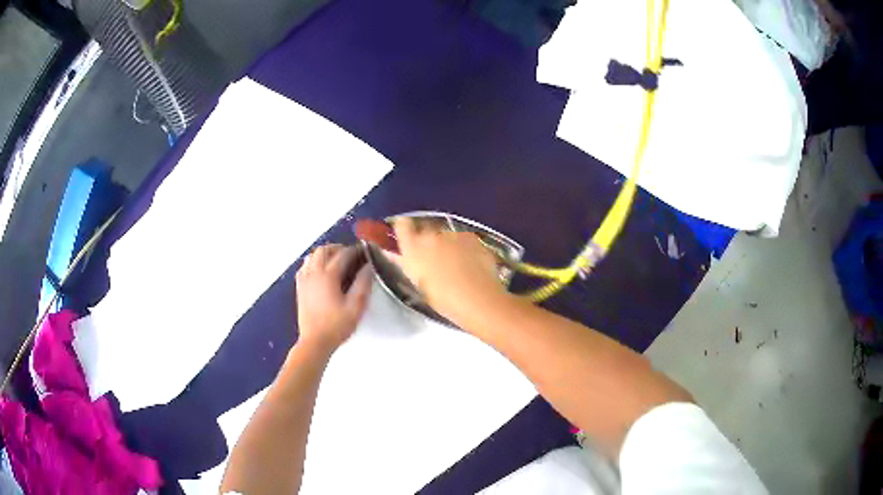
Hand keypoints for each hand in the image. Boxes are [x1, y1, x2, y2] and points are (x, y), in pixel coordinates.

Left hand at [296, 244, 372, 352]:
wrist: (315, 341)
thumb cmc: (337, 325)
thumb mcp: (356, 306)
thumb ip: (363, 284)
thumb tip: (369, 267)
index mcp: (328, 276)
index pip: (343, 254)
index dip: (355, 250)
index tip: (365, 251)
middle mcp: (314, 273)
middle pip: (324, 250)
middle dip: (338, 248)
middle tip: (351, 255)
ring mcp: (304, 280)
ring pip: (312, 256)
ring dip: (325, 253)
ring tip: (336, 260)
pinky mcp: (300, 288)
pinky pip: (304, 266)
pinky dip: (313, 262)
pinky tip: (320, 271)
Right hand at [392, 217, 510, 323]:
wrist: (477, 297)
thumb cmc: (443, 299)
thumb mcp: (419, 284)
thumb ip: (409, 264)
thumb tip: (400, 256)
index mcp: (412, 247)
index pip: (402, 225)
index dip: (404, 227)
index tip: (408, 235)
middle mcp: (430, 234)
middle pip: (425, 228)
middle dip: (428, 239)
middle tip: (434, 259)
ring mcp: (452, 234)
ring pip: (446, 234)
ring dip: (448, 244)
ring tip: (456, 265)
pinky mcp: (472, 237)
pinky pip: (463, 239)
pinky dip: (464, 247)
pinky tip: (471, 264)